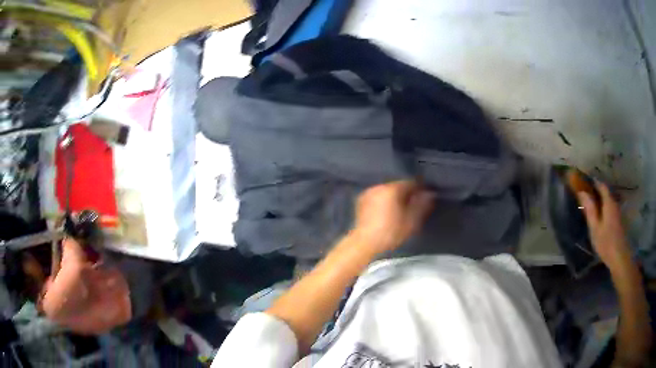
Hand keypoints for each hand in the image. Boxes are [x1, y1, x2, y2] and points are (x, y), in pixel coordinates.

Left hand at [352, 180, 434, 253]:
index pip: (411, 183)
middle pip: (398, 186)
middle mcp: (379, 186)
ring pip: (386, 191)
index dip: (420, 190)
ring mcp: (368, 193)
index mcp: (392, 188)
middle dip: (406, 194)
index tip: (425, 199)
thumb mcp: (411, 221)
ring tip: (399, 211)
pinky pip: (377, 197)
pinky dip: (383, 202)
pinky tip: (385, 213)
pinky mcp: (361, 201)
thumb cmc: (390, 233)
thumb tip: (430, 194)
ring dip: (393, 197)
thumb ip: (422, 205)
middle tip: (412, 206)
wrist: (364, 243)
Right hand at [577, 181, 632, 272]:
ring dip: (601, 199)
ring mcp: (618, 211)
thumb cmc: (606, 242)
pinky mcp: (619, 219)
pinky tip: (600, 215)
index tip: (584, 181)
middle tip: (586, 194)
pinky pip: (610, 207)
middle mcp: (614, 203)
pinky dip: (604, 207)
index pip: (601, 185)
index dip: (593, 181)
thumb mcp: (595, 227)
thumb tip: (582, 192)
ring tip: (592, 205)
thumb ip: (590, 209)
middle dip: (596, 190)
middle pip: (606, 192)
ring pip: (608, 200)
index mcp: (608, 202)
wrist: (619, 257)